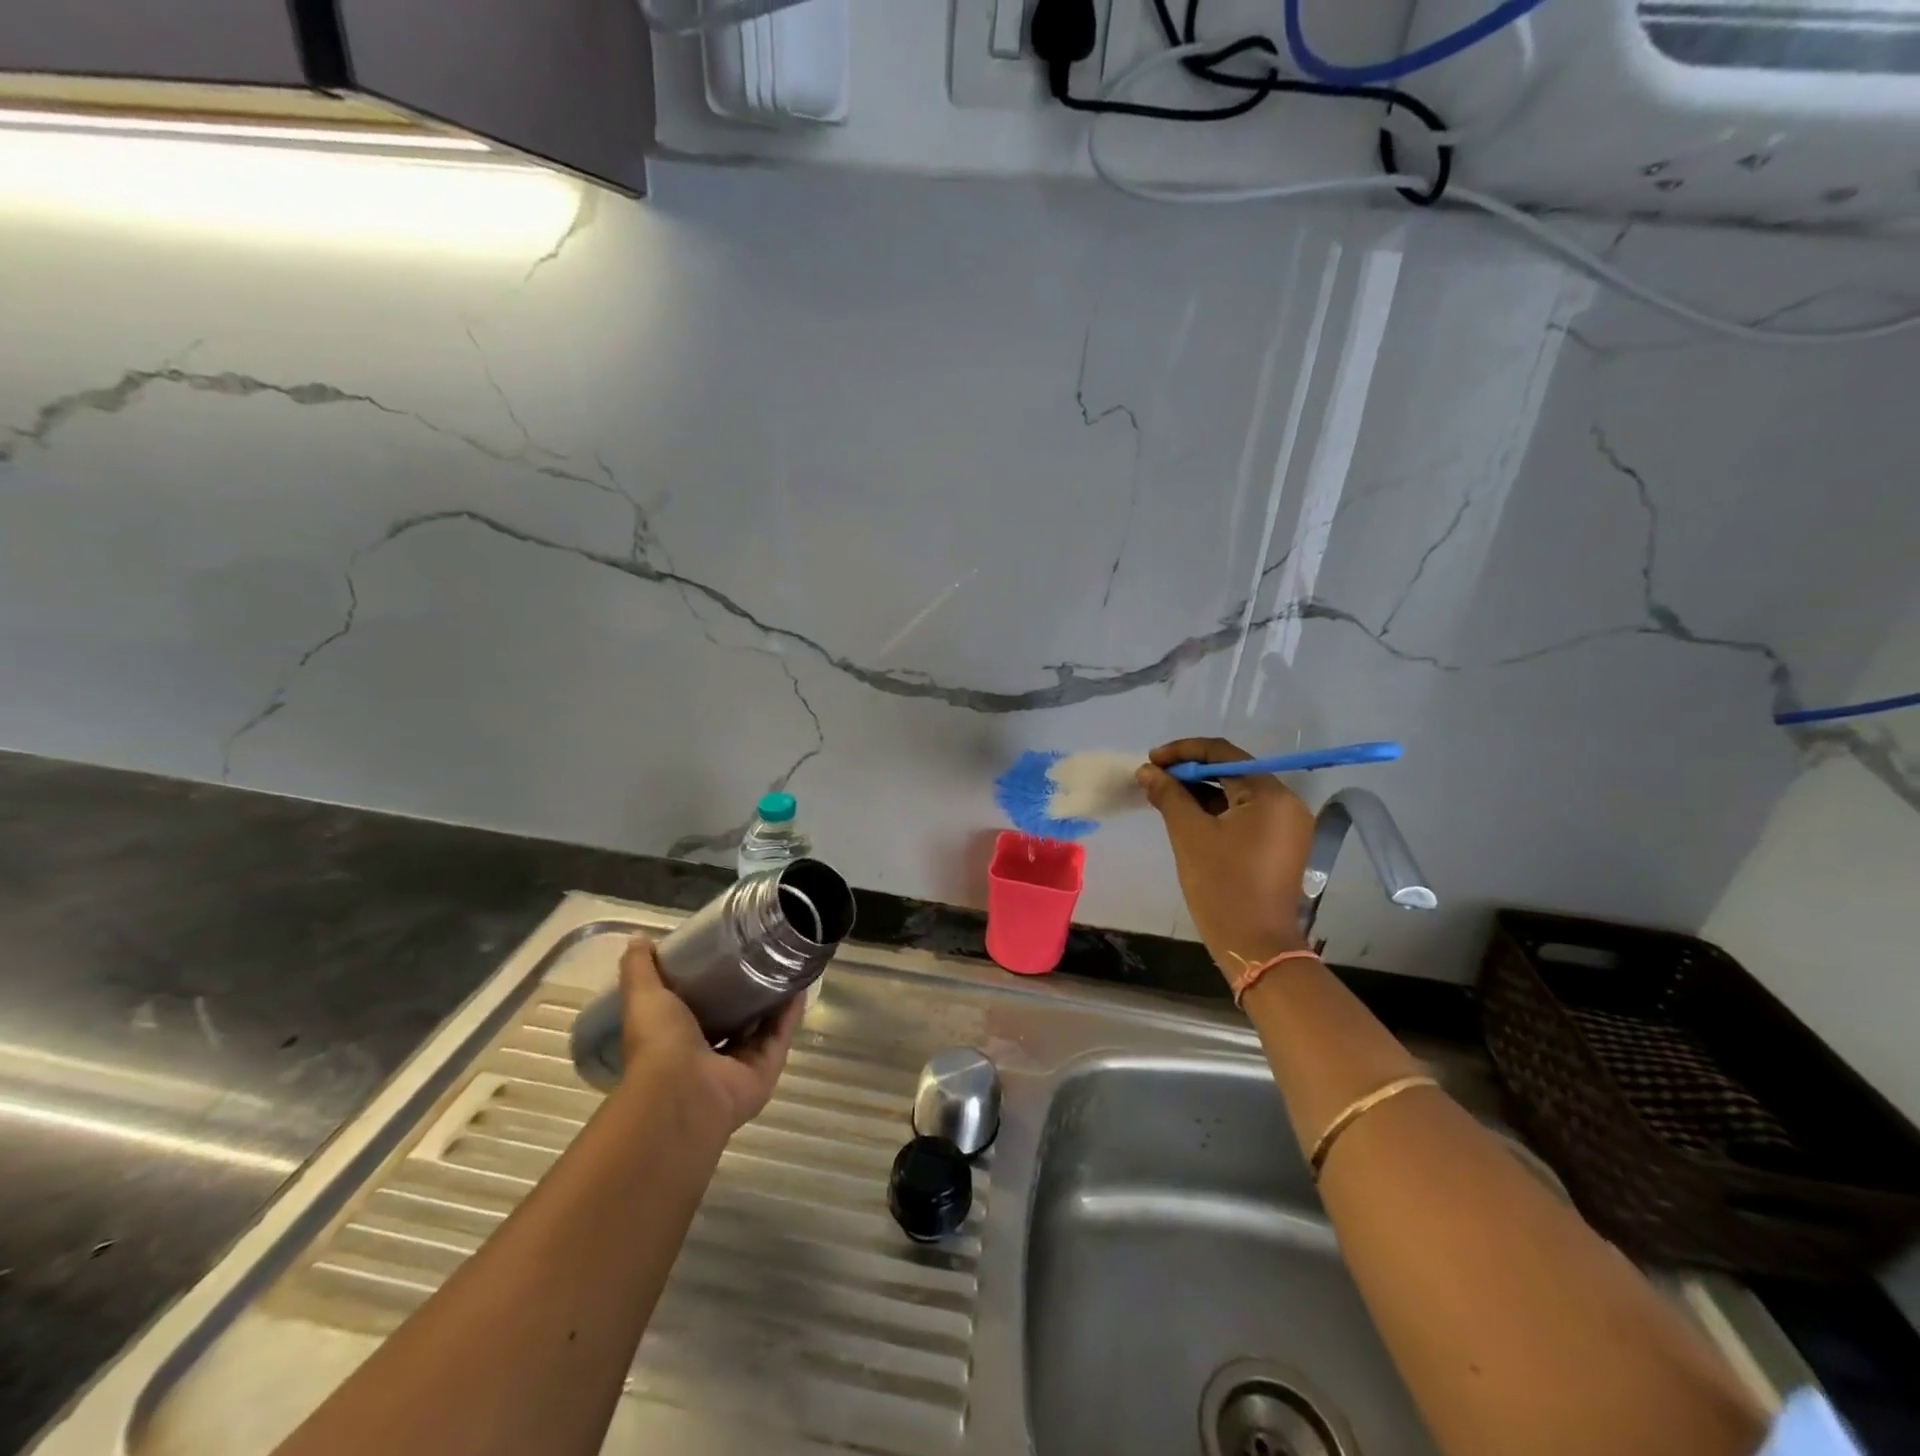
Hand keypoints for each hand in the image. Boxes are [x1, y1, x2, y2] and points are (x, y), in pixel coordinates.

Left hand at [616, 937, 802, 1132]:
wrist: (682, 1093)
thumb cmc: (659, 1044)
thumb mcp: (643, 997)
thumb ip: (639, 969)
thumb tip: (638, 938)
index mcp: (676, 1041)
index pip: (697, 1009)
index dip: (709, 984)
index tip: (723, 953)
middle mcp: (708, 1057)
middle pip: (733, 1020)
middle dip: (746, 992)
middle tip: (761, 956)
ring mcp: (738, 1066)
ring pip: (761, 1028)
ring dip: (773, 1001)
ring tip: (786, 966)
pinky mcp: (765, 1070)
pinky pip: (780, 1037)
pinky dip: (790, 1014)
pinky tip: (799, 986)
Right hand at [1137, 738, 1316, 981]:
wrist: (1255, 946)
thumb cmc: (1221, 886)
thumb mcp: (1189, 834)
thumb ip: (1169, 795)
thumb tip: (1148, 770)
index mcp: (1270, 794)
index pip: (1224, 754)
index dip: (1184, 752)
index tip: (1152, 759)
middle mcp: (1286, 803)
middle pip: (1233, 772)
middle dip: (1191, 772)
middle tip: (1154, 777)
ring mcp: (1287, 825)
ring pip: (1238, 794)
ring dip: (1202, 791)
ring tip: (1165, 795)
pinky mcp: (1281, 845)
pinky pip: (1246, 815)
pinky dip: (1217, 811)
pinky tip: (1187, 815)